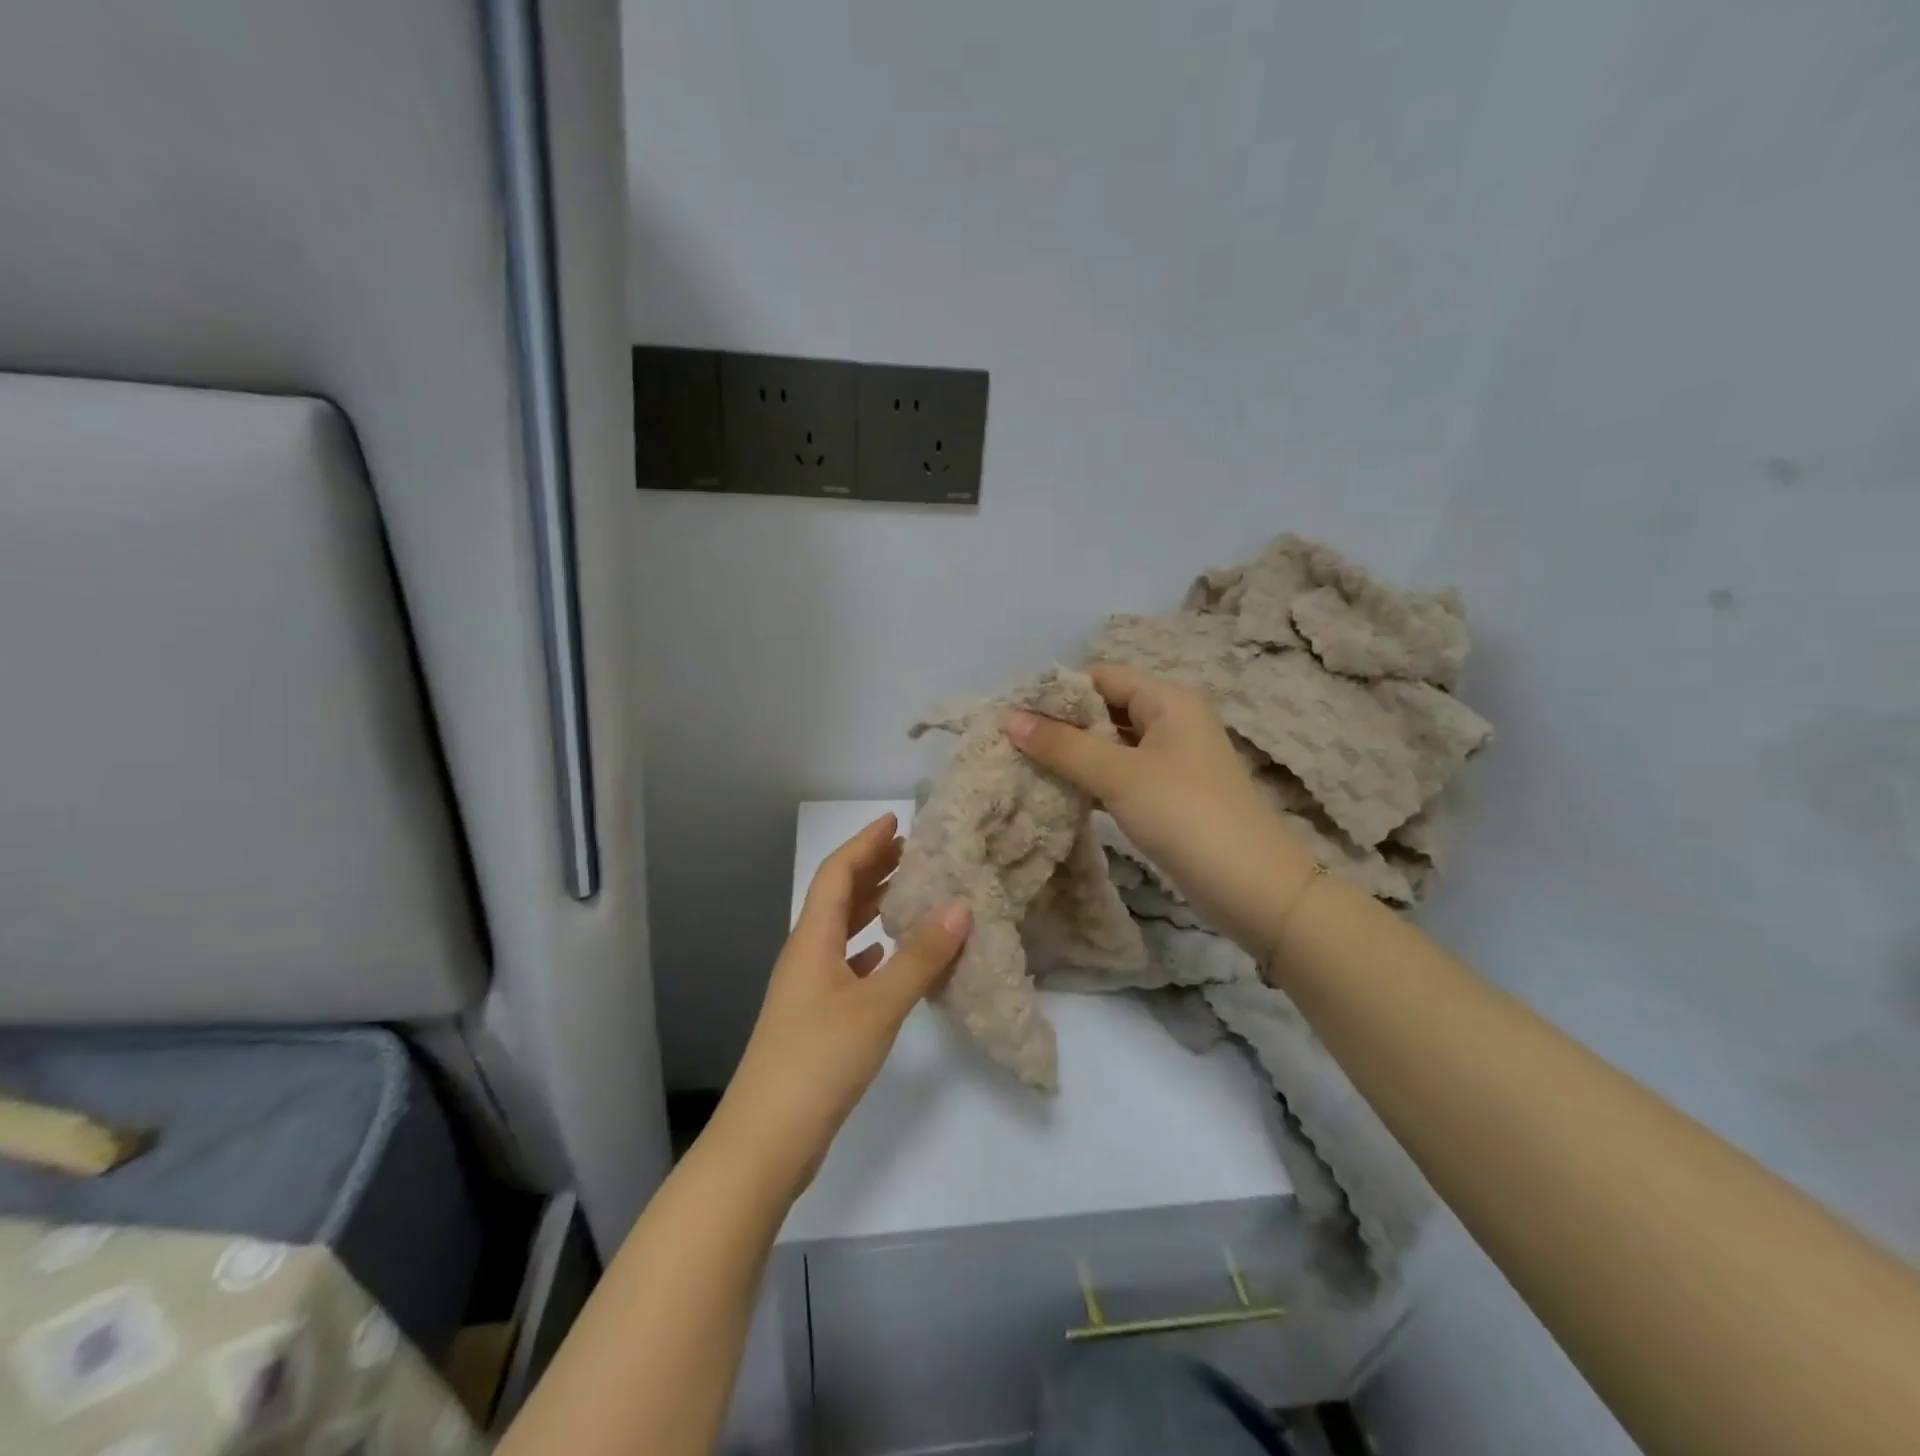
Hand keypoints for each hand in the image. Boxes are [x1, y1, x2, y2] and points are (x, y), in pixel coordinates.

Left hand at [711, 814, 970, 1201]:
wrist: (766, 1141)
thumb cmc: (818, 1060)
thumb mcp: (877, 1005)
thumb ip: (919, 957)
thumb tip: (960, 908)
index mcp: (812, 939)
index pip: (837, 873)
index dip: (865, 843)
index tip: (897, 821)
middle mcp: (806, 955)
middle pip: (839, 897)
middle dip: (872, 869)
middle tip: (913, 852)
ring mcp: (808, 990)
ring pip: (844, 932)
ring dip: (874, 908)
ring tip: (911, 894)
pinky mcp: (816, 1020)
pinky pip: (848, 966)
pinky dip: (871, 951)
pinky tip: (891, 956)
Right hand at [1007, 665, 1315, 960]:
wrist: (1252, 886)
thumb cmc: (1185, 814)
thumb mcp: (1119, 775)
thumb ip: (1063, 745)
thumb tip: (1008, 717)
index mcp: (1168, 700)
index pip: (1102, 676)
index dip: (1058, 691)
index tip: (1014, 712)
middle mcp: (1172, 721)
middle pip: (1106, 708)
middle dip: (1062, 723)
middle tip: (1013, 741)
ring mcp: (1172, 760)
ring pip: (1112, 744)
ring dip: (1074, 753)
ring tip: (1025, 764)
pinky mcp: (1169, 794)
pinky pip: (1122, 774)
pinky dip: (1092, 779)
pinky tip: (1059, 791)